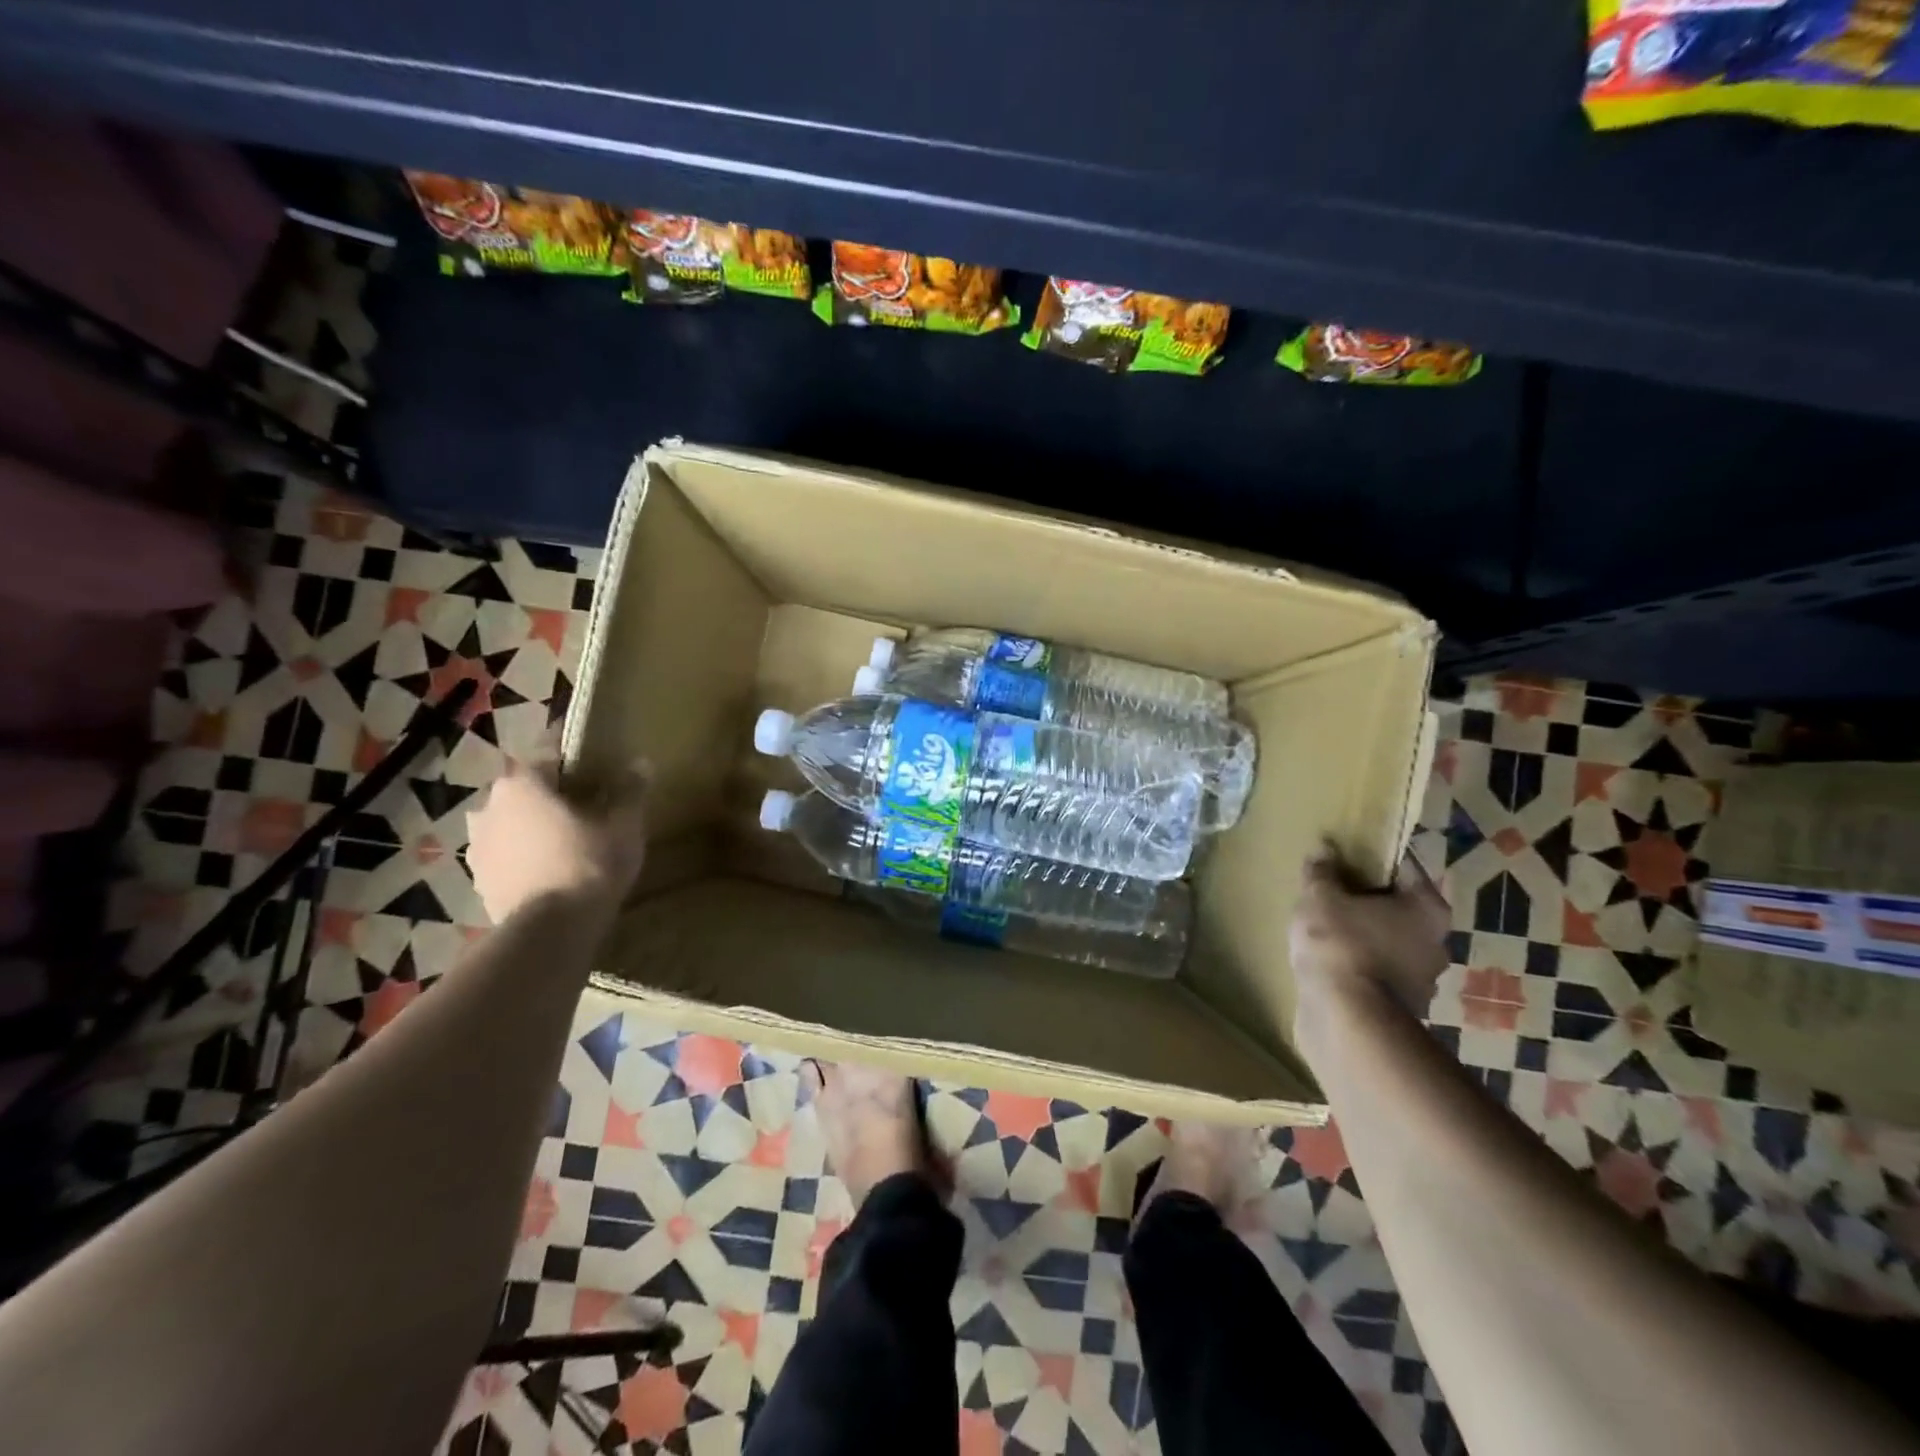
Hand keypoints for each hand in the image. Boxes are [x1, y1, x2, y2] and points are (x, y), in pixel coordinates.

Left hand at [466, 760, 647, 922]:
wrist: (551, 930)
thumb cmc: (589, 863)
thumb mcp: (624, 824)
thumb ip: (630, 790)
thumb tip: (641, 763)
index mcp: (521, 785)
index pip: (550, 762)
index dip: (578, 771)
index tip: (600, 785)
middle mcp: (488, 808)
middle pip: (527, 795)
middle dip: (553, 802)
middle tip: (588, 817)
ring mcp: (477, 848)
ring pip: (513, 827)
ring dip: (534, 831)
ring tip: (568, 848)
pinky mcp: (479, 882)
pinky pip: (507, 859)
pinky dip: (525, 861)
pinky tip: (552, 874)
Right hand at [1290, 849, 1450, 1033]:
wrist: (1347, 1020)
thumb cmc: (1341, 944)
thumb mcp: (1320, 897)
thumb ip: (1322, 872)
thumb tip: (1324, 850)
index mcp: (1428, 909)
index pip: (1403, 869)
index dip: (1373, 859)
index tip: (1346, 856)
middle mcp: (1436, 943)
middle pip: (1398, 909)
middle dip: (1367, 901)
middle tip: (1331, 893)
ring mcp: (1423, 981)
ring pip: (1389, 944)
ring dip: (1363, 937)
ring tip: (1324, 931)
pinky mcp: (1401, 1010)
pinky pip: (1376, 974)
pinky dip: (1358, 967)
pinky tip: (1330, 964)